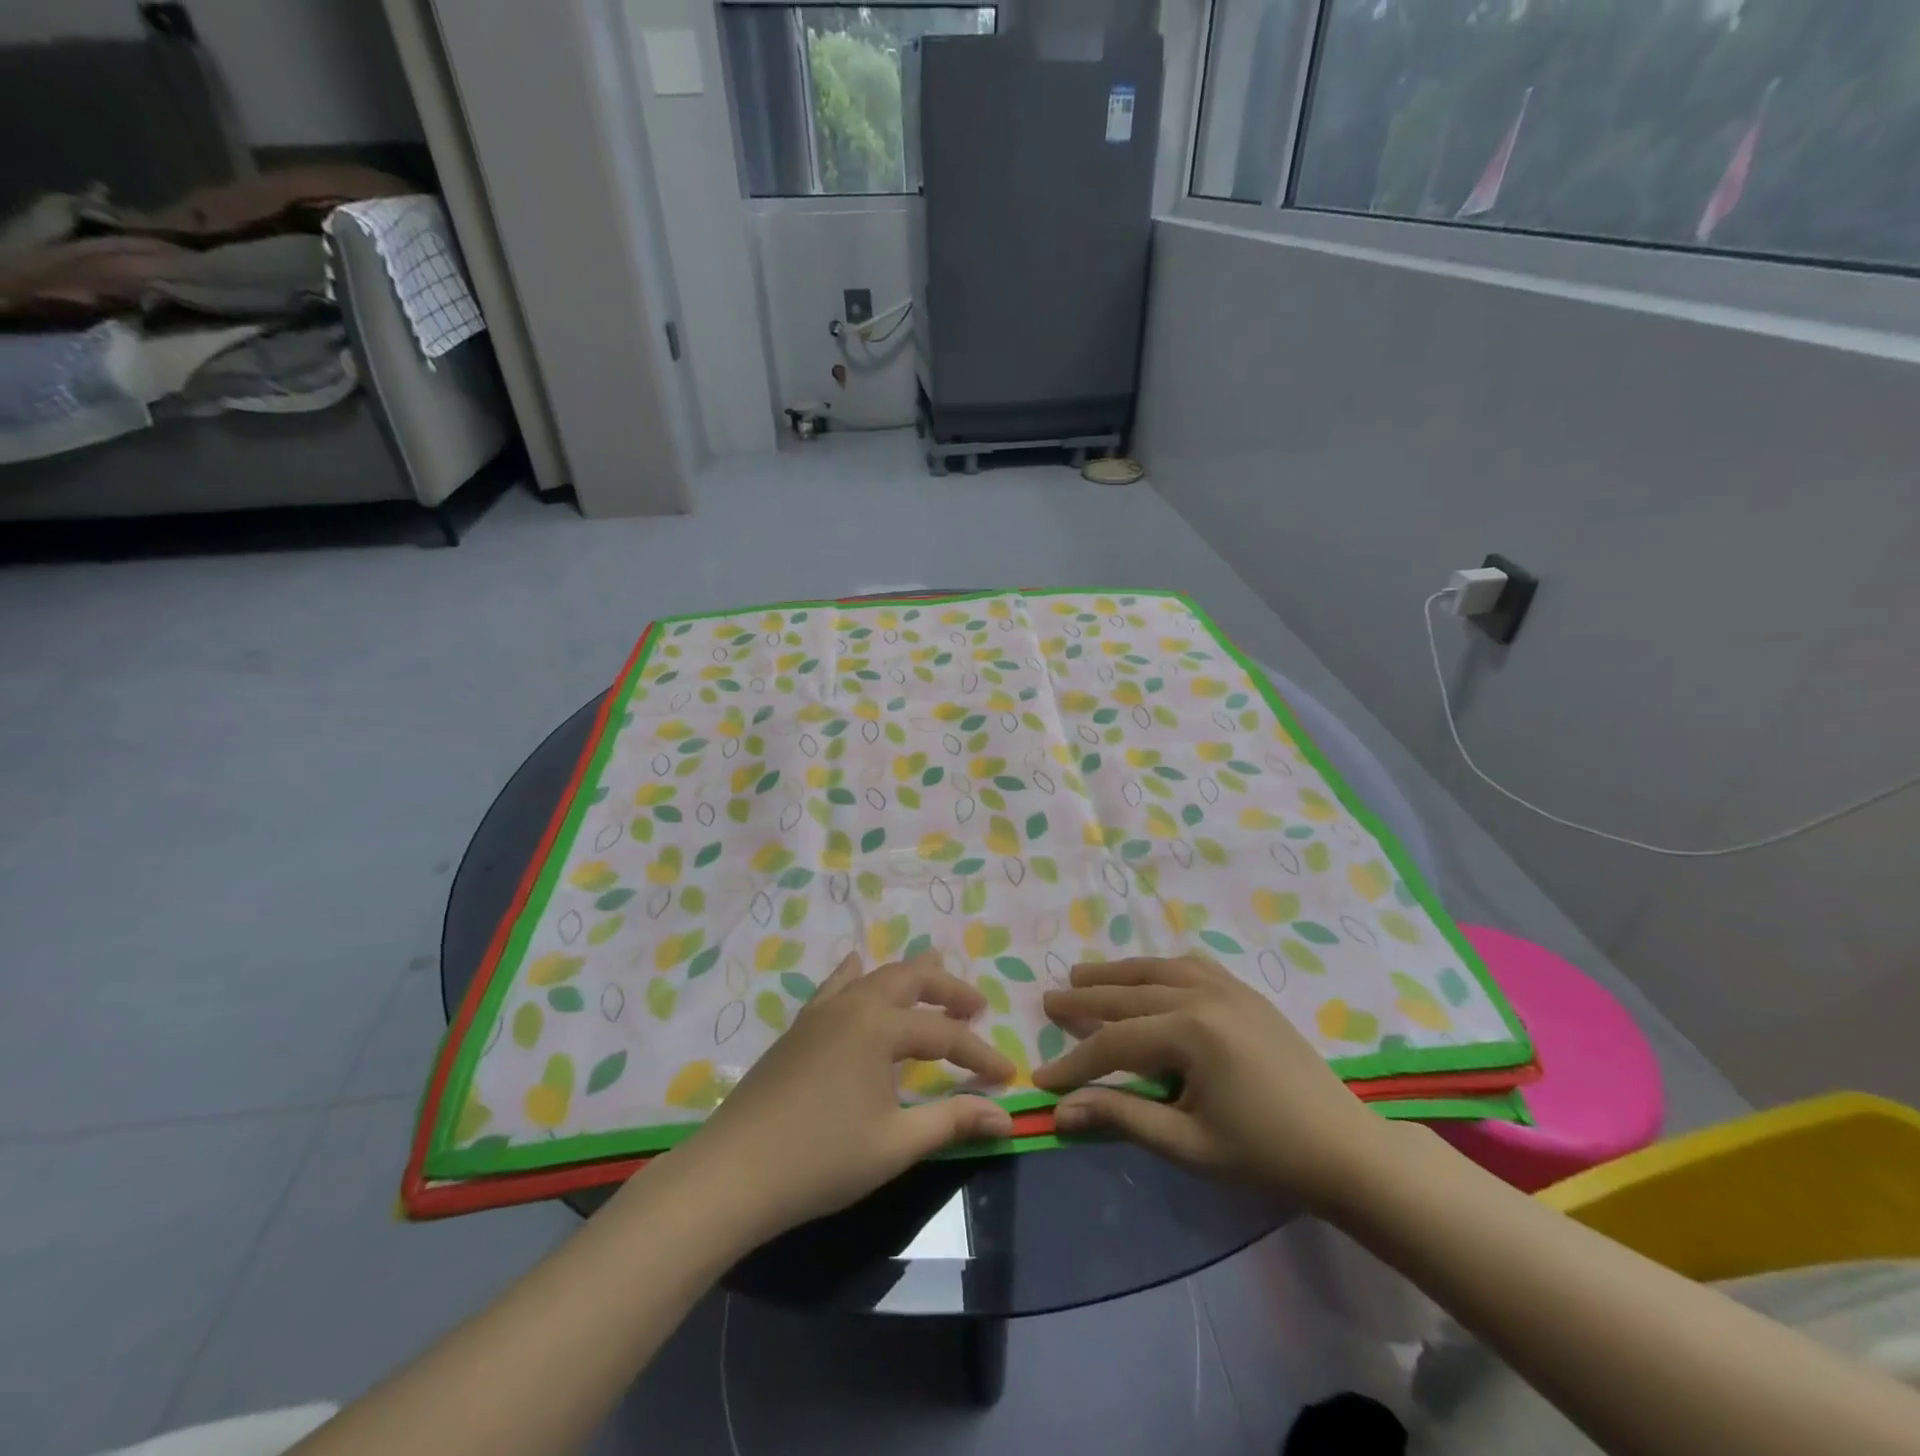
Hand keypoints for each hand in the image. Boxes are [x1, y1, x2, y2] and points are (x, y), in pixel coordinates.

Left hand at [669, 951, 1014, 1243]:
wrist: (733, 1173)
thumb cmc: (821, 1160)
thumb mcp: (895, 1144)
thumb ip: (951, 1121)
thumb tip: (1006, 1116)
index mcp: (880, 1027)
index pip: (944, 1035)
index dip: (979, 1055)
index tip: (1007, 1075)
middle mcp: (853, 1005)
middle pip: (911, 981)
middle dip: (948, 990)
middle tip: (976, 1006)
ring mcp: (821, 1012)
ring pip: (874, 977)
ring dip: (909, 978)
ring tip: (935, 974)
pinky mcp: (798, 1028)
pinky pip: (834, 986)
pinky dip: (855, 975)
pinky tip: (856, 966)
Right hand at [1032, 956, 1386, 1210]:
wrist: (1345, 1149)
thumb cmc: (1266, 1154)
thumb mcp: (1188, 1143)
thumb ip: (1123, 1117)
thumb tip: (1061, 1111)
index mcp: (1191, 1032)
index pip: (1115, 1042)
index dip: (1075, 1063)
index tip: (1042, 1078)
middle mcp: (1203, 995)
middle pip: (1129, 994)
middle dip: (1085, 1000)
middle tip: (1048, 1001)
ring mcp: (1227, 987)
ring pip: (1156, 970)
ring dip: (1116, 974)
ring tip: (1082, 975)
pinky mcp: (1244, 991)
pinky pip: (1190, 966)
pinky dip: (1157, 968)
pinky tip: (1146, 975)